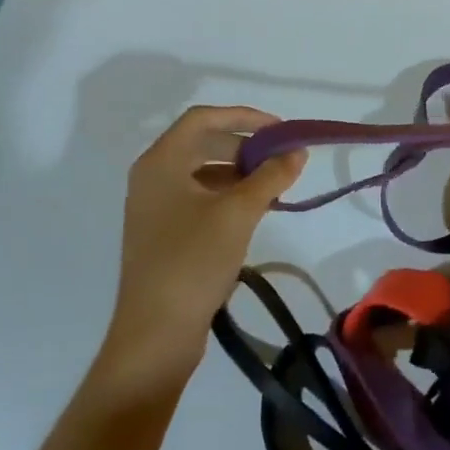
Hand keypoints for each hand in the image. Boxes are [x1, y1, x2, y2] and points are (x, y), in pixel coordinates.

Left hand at [98, 106, 306, 395]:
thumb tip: (297, 151)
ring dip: (238, 171)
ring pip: (202, 171)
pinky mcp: (162, 232)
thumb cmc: (193, 261)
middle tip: (280, 158)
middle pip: (202, 142)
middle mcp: (153, 176)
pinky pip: (198, 197)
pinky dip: (227, 195)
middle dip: (244, 145)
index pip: (204, 118)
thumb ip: (270, 176)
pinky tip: (253, 210)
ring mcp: (154, 206)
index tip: (279, 129)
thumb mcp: (238, 213)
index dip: (244, 116)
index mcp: (161, 161)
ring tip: (274, 184)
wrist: (155, 334)